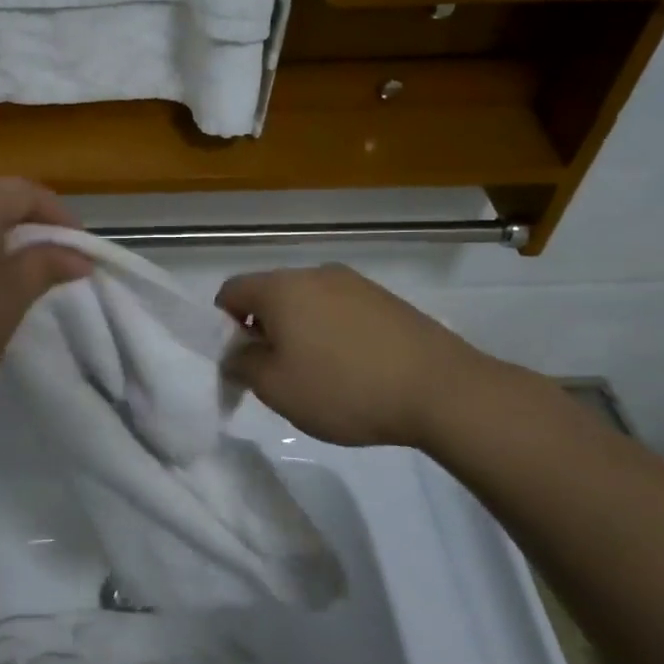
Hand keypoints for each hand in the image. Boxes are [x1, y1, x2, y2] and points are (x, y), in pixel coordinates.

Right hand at [216, 264, 499, 447]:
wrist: (441, 390)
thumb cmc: (344, 388)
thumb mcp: (277, 388)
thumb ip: (243, 365)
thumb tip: (236, 352)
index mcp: (281, 288)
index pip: (231, 290)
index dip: (222, 324)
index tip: (239, 359)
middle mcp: (315, 273)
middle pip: (270, 294)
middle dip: (263, 328)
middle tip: (275, 372)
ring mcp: (355, 283)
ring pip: (307, 302)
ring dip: (299, 330)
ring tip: (318, 374)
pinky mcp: (386, 299)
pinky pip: (341, 310)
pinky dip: (332, 332)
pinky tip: (353, 368)